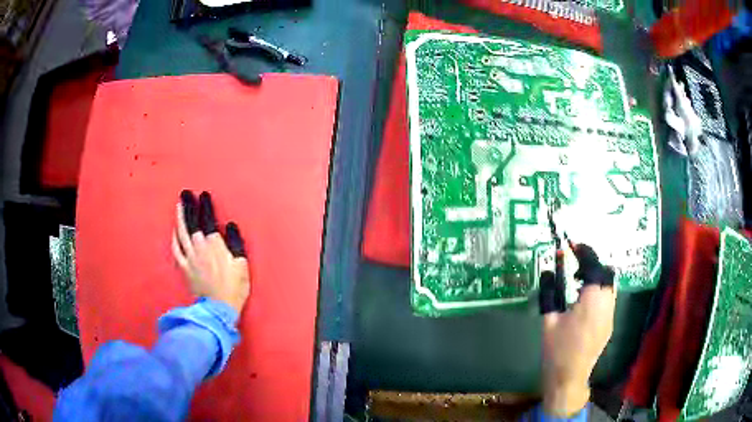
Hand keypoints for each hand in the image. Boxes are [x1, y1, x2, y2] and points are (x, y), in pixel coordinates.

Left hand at [172, 190, 249, 313]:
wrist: (219, 308)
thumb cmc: (234, 287)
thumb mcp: (241, 264)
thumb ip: (235, 242)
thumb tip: (229, 226)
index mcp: (214, 244)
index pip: (208, 219)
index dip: (205, 206)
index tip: (203, 195)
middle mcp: (199, 246)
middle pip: (191, 222)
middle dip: (188, 206)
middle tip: (185, 193)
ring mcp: (189, 257)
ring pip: (181, 232)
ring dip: (179, 217)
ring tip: (179, 205)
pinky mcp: (184, 267)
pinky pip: (176, 249)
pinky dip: (174, 238)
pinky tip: (174, 231)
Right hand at [538, 244, 615, 416]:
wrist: (569, 377)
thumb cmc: (557, 350)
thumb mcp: (548, 320)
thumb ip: (549, 293)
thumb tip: (549, 272)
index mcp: (591, 300)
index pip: (594, 265)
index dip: (584, 251)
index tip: (572, 245)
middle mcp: (606, 303)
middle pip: (607, 272)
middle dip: (592, 263)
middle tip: (574, 268)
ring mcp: (610, 314)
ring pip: (610, 285)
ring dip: (596, 278)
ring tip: (577, 285)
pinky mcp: (609, 324)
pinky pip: (608, 299)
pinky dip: (598, 292)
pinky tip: (583, 304)